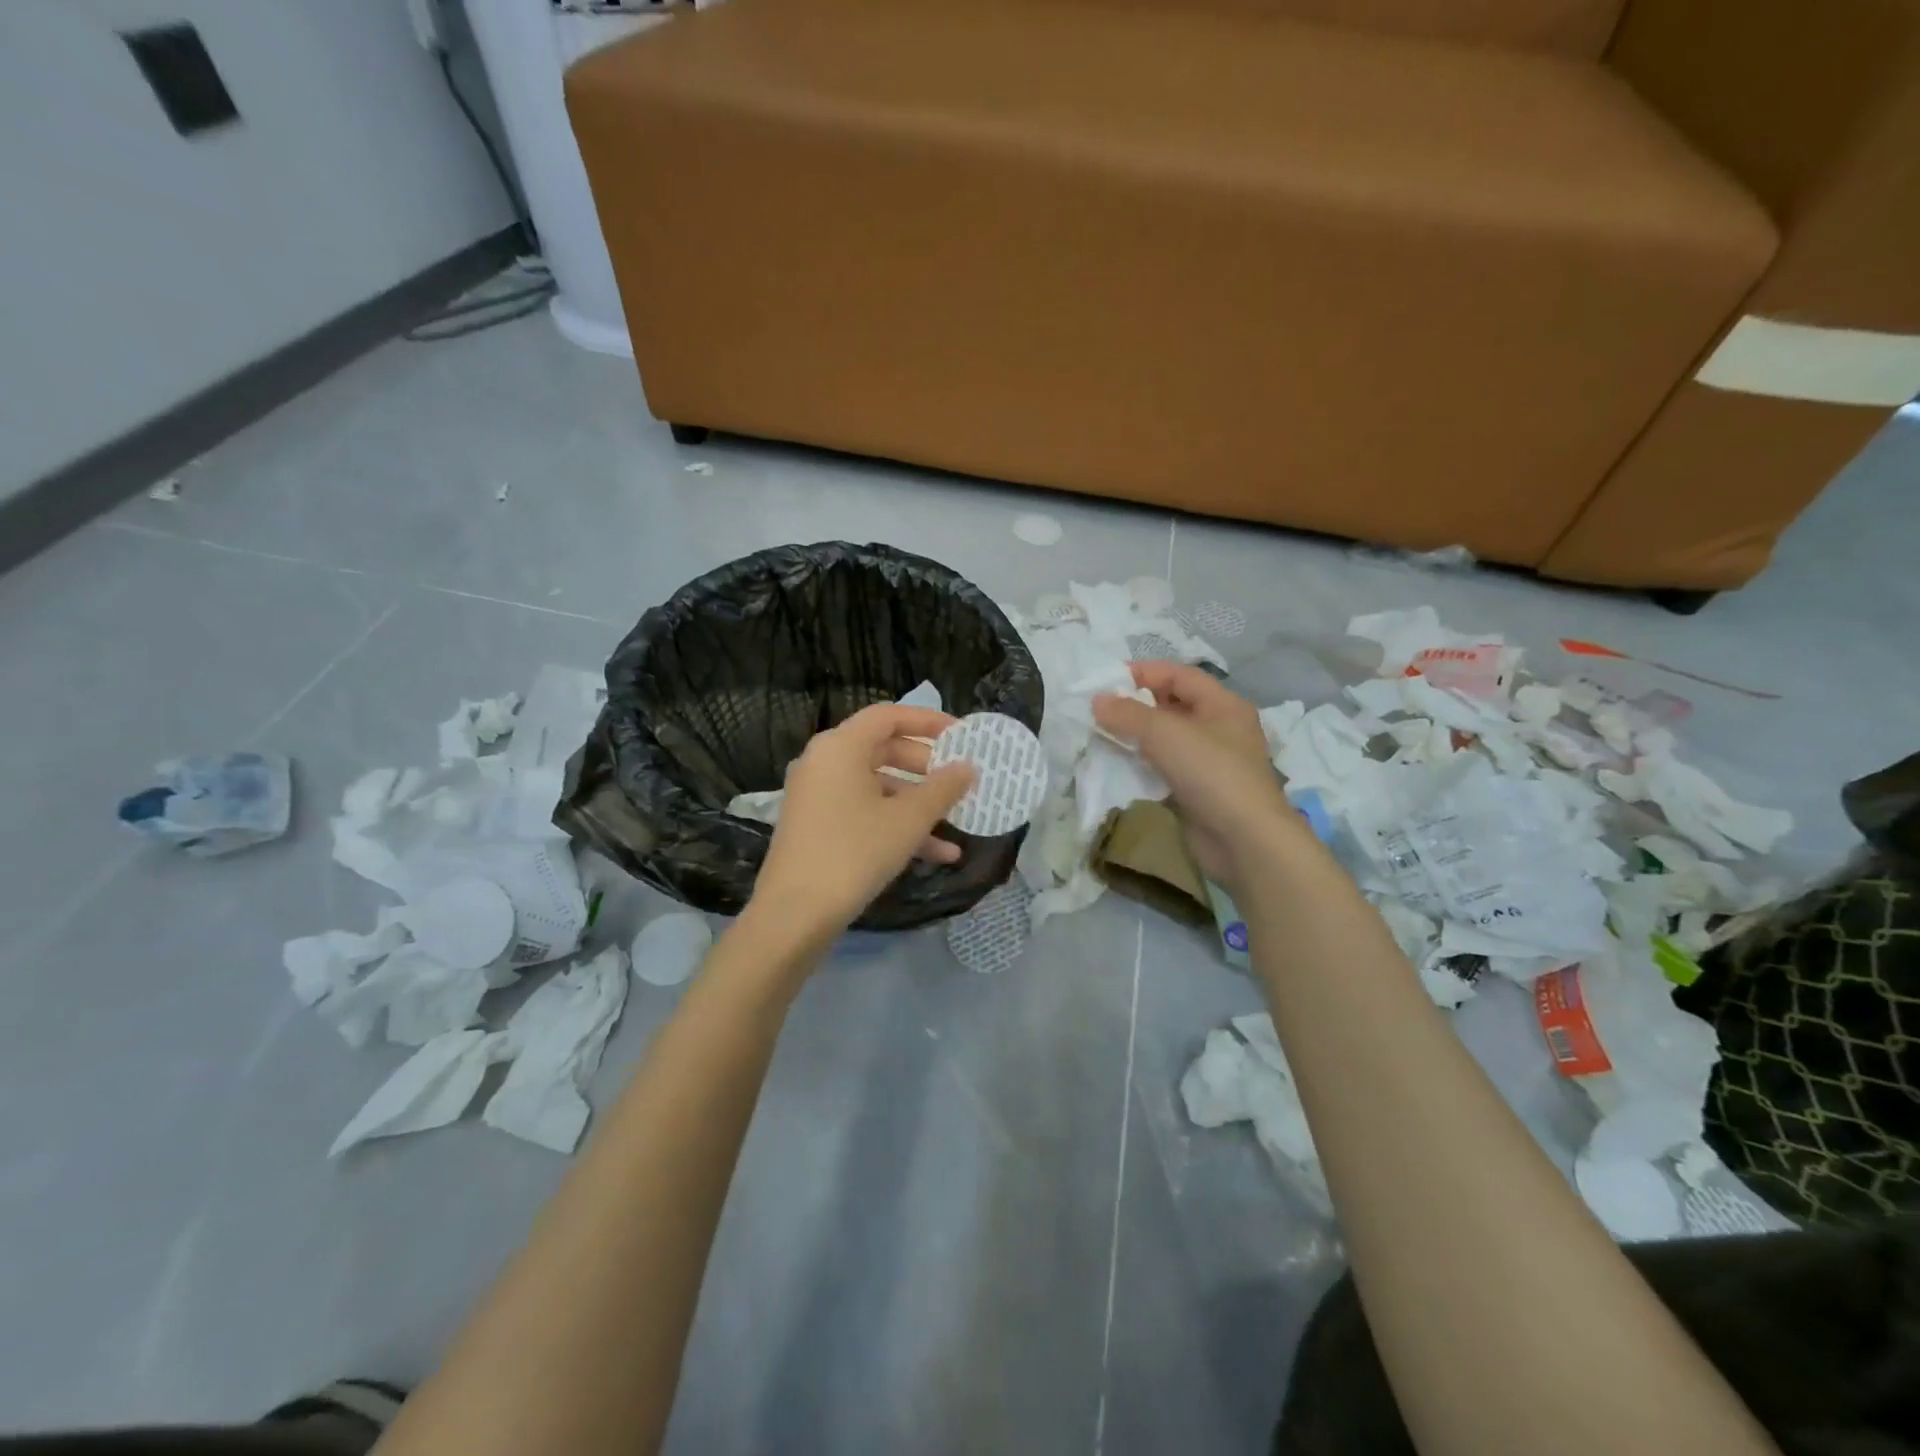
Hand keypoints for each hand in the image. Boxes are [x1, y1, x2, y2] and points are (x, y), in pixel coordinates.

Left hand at [752, 703, 975, 939]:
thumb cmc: (854, 852)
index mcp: (840, 747)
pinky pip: (863, 812)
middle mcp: (824, 762)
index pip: (888, 716)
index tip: (961, 735)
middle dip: (926, 767)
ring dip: (917, 803)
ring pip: (876, 786)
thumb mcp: (908, 820)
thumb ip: (942, 789)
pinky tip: (937, 854)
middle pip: (883, 749)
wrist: (794, 914)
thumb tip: (967, 767)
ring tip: (956, 821)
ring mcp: (817, 796)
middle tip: (958, 779)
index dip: (928, 721)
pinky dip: (895, 825)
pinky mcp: (817, 826)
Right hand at [1093, 663, 1295, 883]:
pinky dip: (1143, 764)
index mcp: (1223, 705)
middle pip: (1174, 706)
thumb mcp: (1165, 734)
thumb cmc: (1210, 773)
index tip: (1107, 680)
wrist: (1244, 840)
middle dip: (1137, 705)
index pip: (1180, 676)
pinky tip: (1120, 767)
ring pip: (1168, 739)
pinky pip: (1166, 767)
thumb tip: (1097, 700)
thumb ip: (1128, 714)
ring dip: (1137, 736)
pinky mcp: (1200, 790)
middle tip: (1101, 710)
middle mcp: (1221, 728)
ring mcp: (1211, 762)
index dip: (1145, 672)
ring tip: (1103, 736)